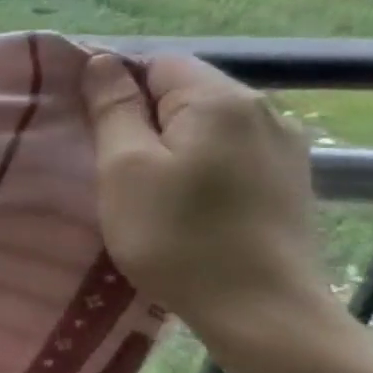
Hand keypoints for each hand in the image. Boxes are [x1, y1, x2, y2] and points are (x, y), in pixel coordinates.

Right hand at [80, 52, 327, 339]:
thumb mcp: (125, 169)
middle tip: (105, 160)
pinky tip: (182, 198)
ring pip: (207, 124)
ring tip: (139, 182)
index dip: (115, 84)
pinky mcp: (288, 180)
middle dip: (141, 115)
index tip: (84, 124)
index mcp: (221, 100)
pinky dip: (197, 162)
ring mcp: (284, 146)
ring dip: (168, 141)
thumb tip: (101, 62)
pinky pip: (228, 151)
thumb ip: (114, 109)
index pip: (157, 63)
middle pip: (185, 91)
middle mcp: (264, 110)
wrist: (261, 310)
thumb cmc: (177, 236)